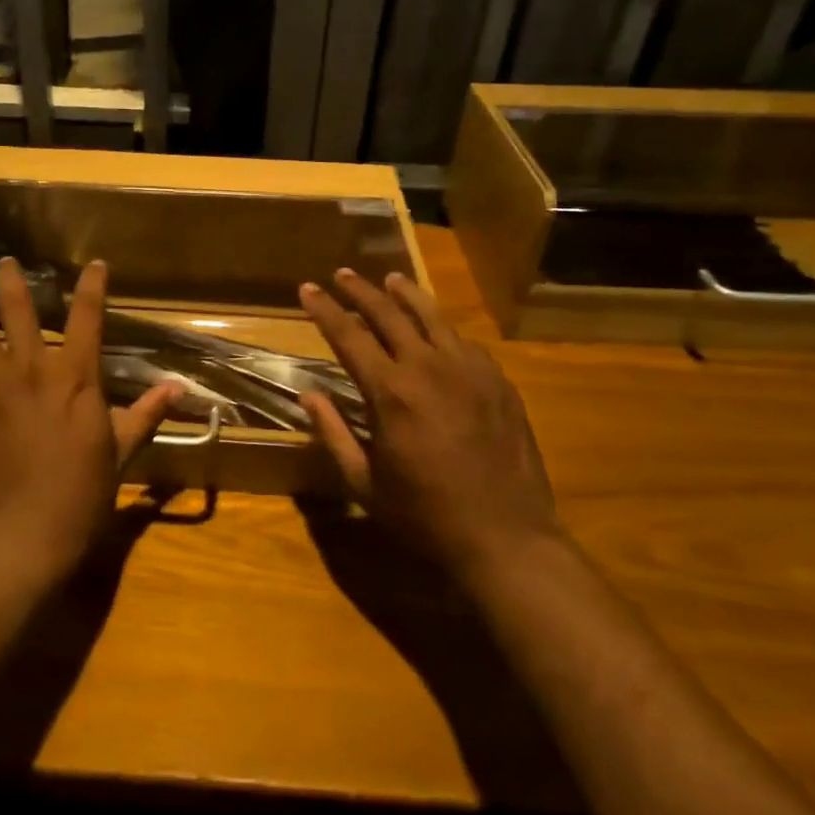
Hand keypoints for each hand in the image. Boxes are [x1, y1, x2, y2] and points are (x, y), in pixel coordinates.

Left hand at [0, 257, 176, 579]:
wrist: (23, 531)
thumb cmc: (80, 494)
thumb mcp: (120, 452)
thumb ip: (144, 414)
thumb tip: (178, 389)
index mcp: (76, 378)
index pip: (88, 318)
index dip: (92, 286)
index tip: (95, 265)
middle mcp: (33, 369)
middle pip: (19, 311)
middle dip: (12, 281)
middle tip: (4, 261)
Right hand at [298, 268, 559, 579]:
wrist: (507, 540)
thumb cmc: (425, 516)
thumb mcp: (364, 483)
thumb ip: (333, 433)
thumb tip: (308, 394)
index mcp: (391, 393)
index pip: (348, 335)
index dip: (324, 309)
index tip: (307, 288)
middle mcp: (429, 368)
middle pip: (388, 313)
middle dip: (360, 291)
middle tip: (342, 274)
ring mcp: (469, 370)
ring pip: (432, 316)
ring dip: (406, 294)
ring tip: (390, 278)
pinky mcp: (498, 381)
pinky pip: (464, 341)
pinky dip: (442, 327)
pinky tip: (436, 327)